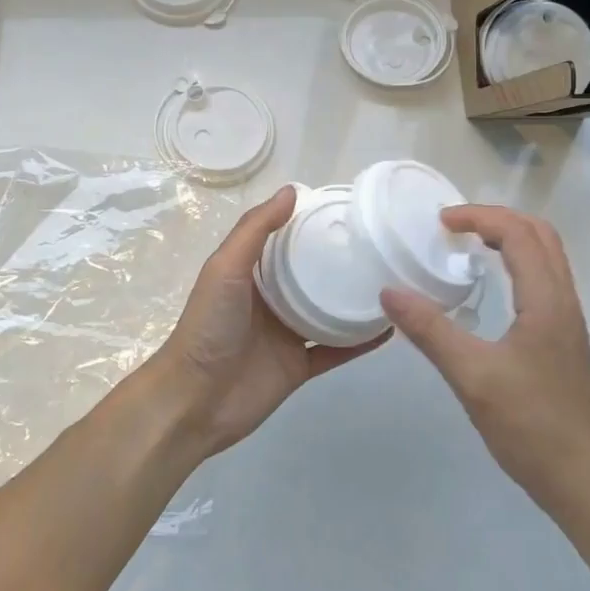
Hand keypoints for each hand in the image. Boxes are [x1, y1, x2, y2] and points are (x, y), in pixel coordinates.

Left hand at [147, 186, 387, 461]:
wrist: (196, 400)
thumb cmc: (209, 325)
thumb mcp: (226, 268)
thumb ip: (256, 229)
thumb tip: (291, 190)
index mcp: (252, 272)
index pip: (286, 238)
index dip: (312, 222)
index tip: (350, 207)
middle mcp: (271, 299)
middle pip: (312, 273)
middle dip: (341, 258)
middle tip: (382, 241)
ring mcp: (287, 334)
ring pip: (329, 310)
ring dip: (355, 298)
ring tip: (394, 279)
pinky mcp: (300, 366)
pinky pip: (337, 350)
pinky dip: (360, 341)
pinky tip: (389, 327)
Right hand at [381, 206, 589, 513]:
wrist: (584, 481)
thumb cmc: (531, 426)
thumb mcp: (472, 377)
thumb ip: (430, 331)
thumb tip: (389, 292)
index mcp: (547, 301)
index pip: (519, 233)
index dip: (480, 217)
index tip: (440, 222)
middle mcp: (564, 302)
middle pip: (540, 235)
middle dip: (498, 219)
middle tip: (455, 227)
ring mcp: (568, 323)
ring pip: (546, 258)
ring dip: (510, 239)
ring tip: (469, 247)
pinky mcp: (564, 342)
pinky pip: (544, 282)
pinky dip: (517, 265)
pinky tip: (491, 290)